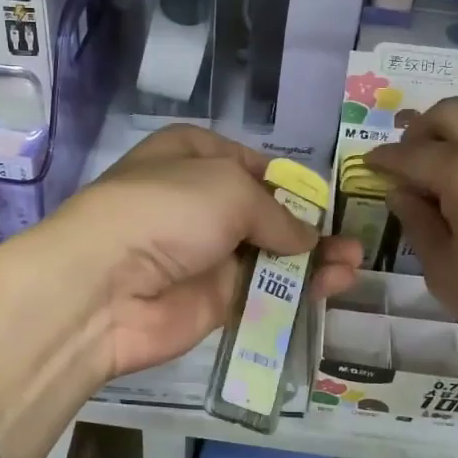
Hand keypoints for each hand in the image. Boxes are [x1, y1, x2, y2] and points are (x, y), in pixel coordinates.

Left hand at [42, 126, 362, 380]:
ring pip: (269, 255)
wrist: (105, 288)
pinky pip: (263, 292)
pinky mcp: (212, 301)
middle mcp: (197, 202)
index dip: (285, 180)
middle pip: (264, 212)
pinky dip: (297, 291)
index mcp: (191, 156)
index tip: (319, 198)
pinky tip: (333, 286)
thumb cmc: (166, 211)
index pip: (248, 163)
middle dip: (307, 224)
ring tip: (352, 265)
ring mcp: (204, 254)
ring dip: (313, 259)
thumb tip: (305, 238)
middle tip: (349, 239)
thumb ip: (276, 212)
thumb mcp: (229, 188)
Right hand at [366, 98, 457, 408]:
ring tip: (438, 176)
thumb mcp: (444, 270)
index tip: (367, 164)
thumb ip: (417, 221)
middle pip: (449, 113)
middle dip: (418, 131)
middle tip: (404, 162)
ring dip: (452, 138)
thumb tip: (401, 191)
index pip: (412, 154)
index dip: (384, 159)